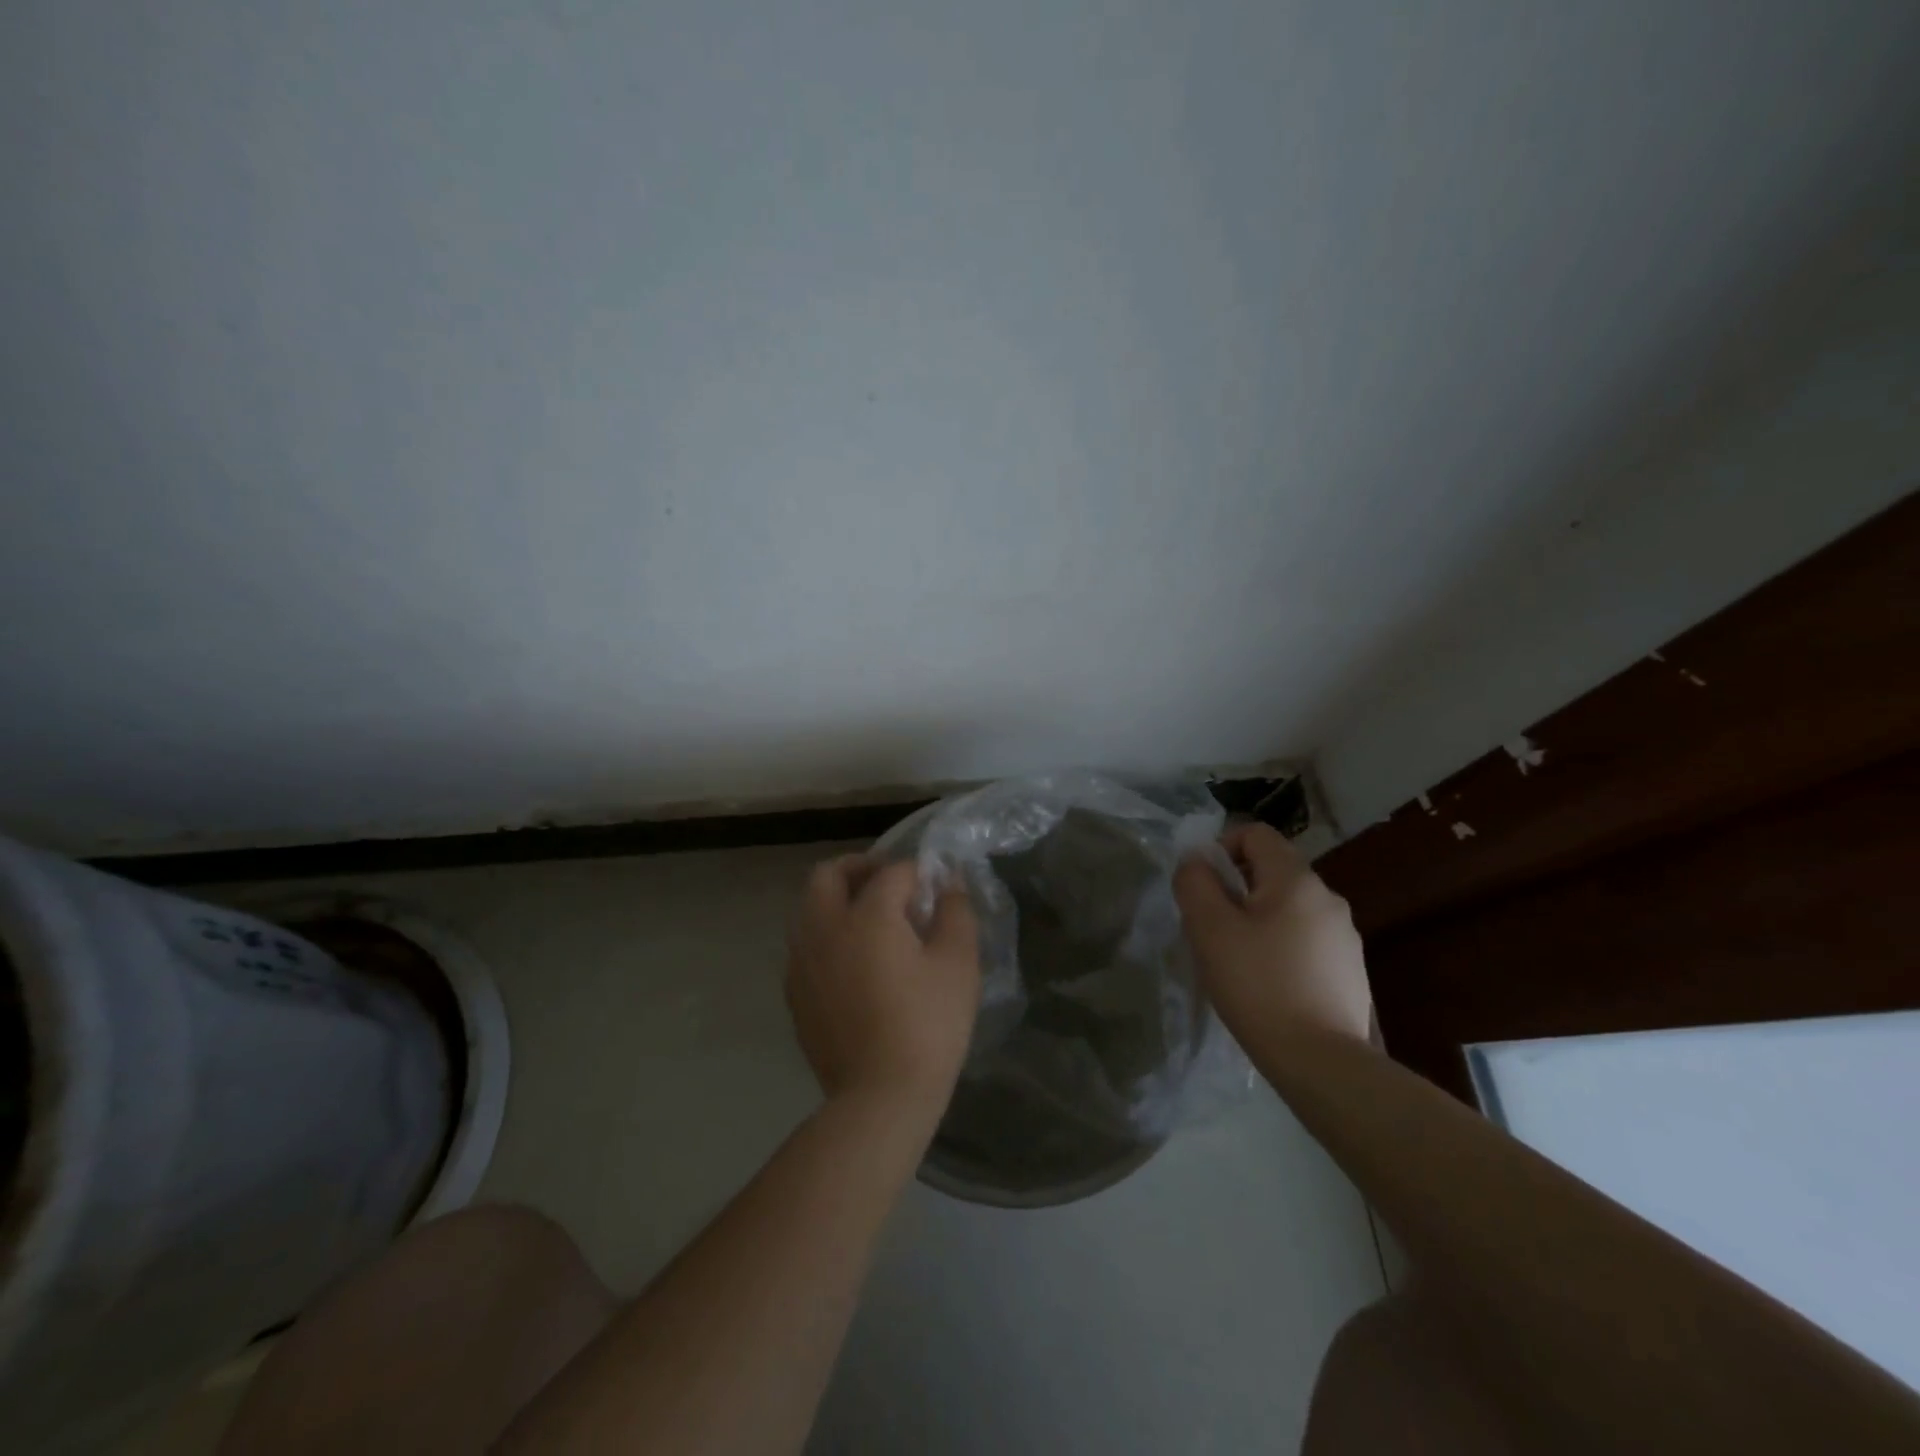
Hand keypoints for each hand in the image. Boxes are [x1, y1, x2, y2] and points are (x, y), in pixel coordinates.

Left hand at [786, 856, 980, 1120]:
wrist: (880, 1097)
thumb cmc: (928, 1025)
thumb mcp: (957, 964)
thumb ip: (955, 911)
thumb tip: (947, 880)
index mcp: (866, 915)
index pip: (892, 872)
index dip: (918, 872)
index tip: (936, 887)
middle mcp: (824, 927)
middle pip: (829, 874)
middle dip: (860, 867)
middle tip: (890, 883)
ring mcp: (802, 960)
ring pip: (809, 906)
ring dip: (838, 898)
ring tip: (872, 920)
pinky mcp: (794, 991)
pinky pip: (805, 942)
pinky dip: (827, 932)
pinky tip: (854, 959)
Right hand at [1174, 822, 1372, 1046]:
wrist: (1322, 1062)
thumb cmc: (1258, 985)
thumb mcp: (1210, 929)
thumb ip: (1195, 883)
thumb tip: (1196, 862)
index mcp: (1296, 879)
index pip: (1256, 834)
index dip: (1222, 848)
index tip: (1204, 887)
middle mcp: (1328, 897)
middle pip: (1272, 870)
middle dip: (1236, 889)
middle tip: (1213, 929)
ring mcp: (1345, 935)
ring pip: (1288, 907)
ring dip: (1258, 919)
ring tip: (1239, 960)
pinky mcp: (1350, 969)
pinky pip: (1305, 938)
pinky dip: (1281, 946)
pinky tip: (1269, 984)